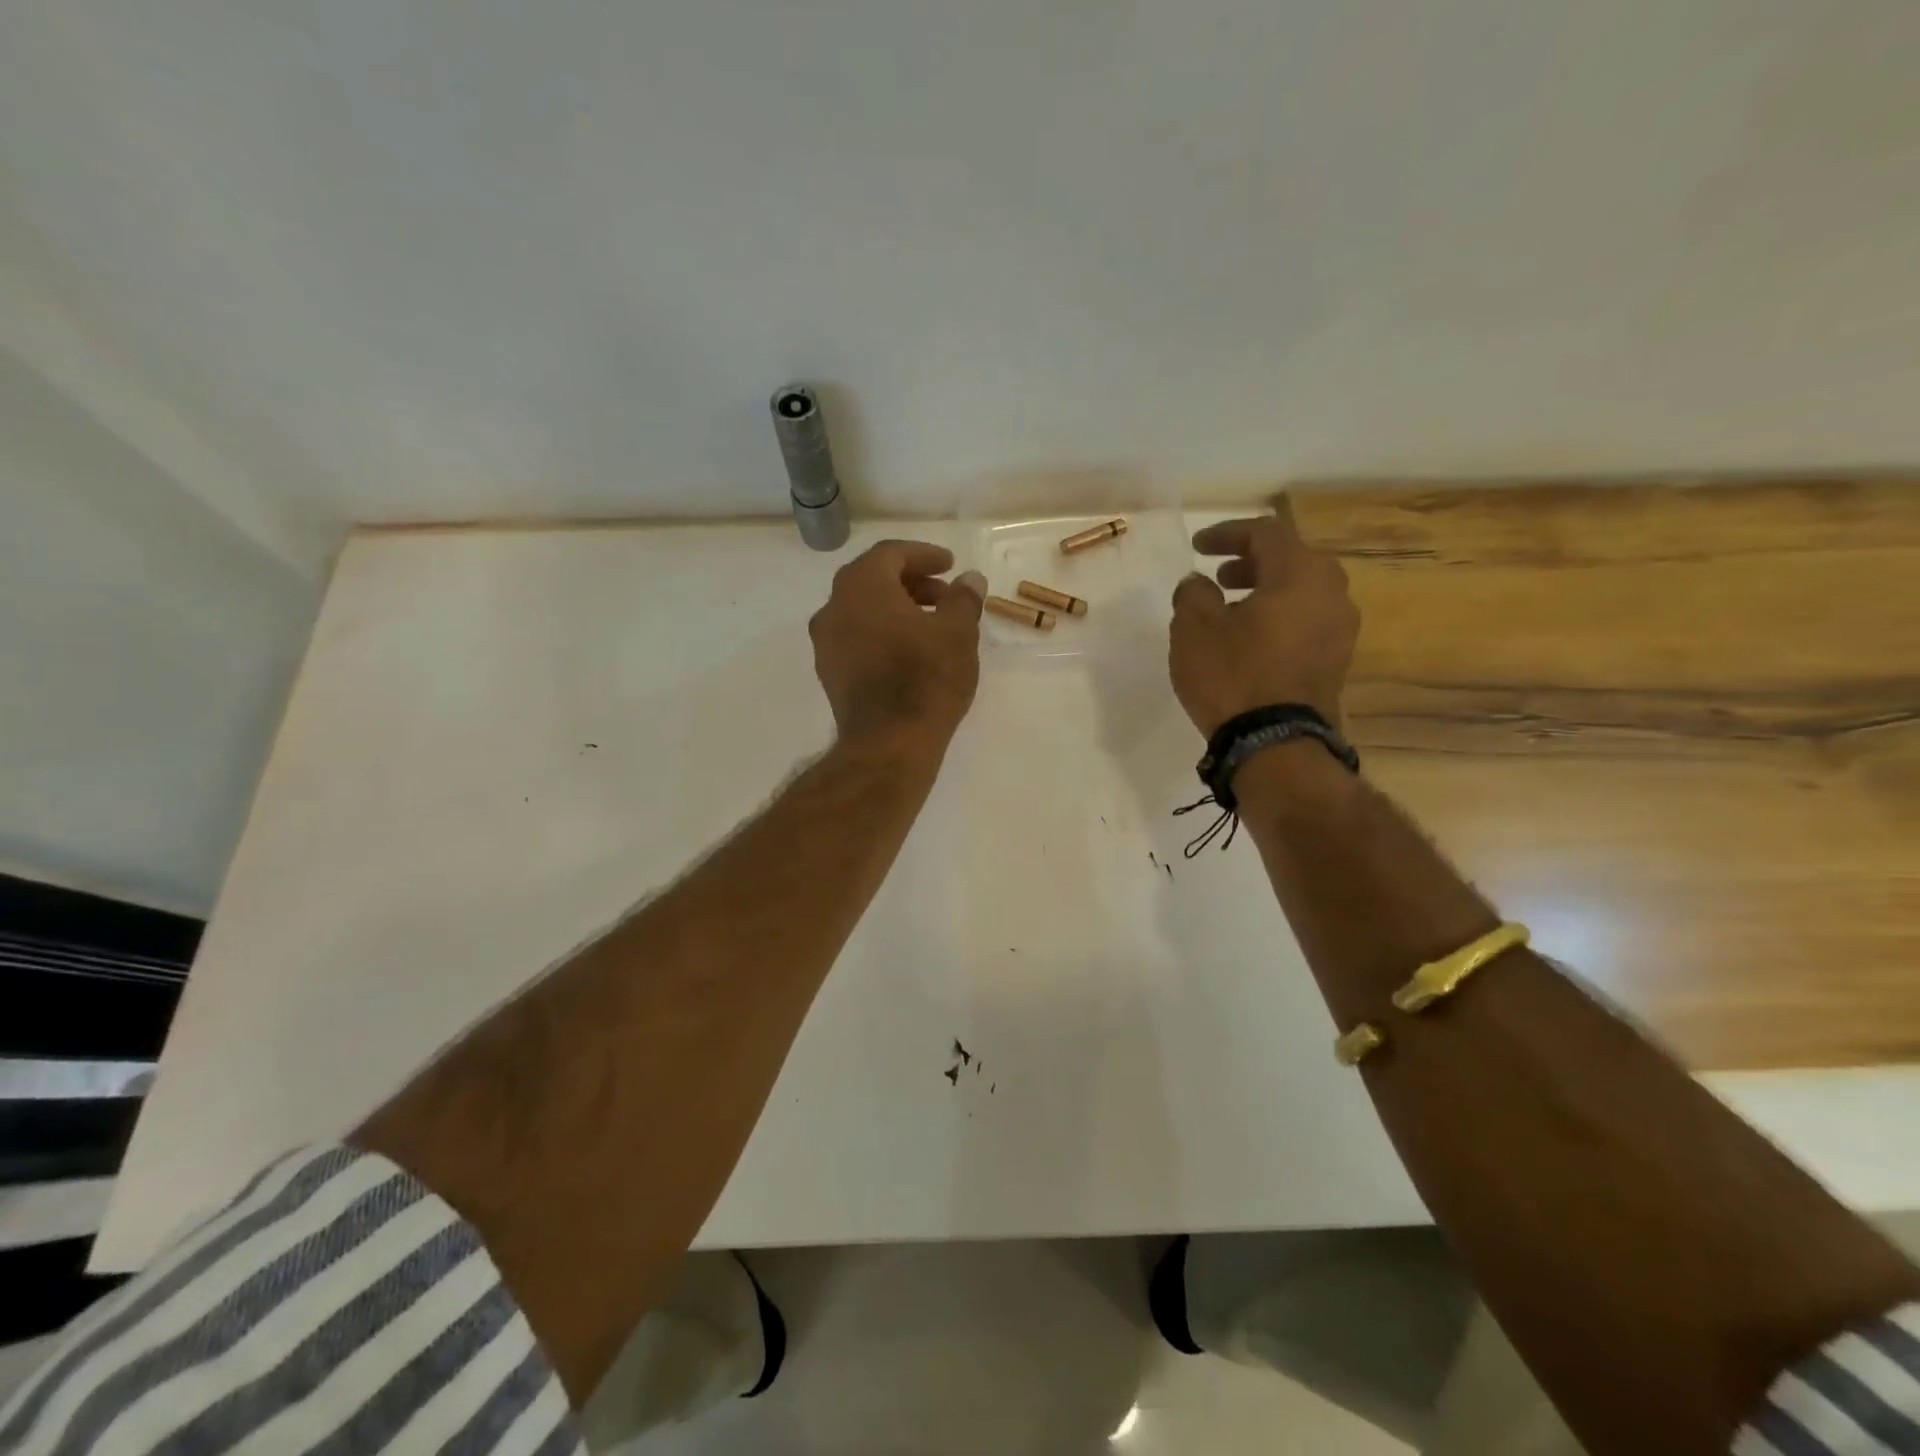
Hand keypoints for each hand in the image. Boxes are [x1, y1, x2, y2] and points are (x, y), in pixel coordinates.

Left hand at [809, 540, 985, 755]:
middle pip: (873, 579)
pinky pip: (857, 638)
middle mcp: (834, 607)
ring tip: (933, 626)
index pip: (891, 554)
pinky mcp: (829, 673)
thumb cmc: (926, 678)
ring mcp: (826, 643)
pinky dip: (882, 633)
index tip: (949, 565)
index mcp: (862, 586)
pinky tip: (910, 652)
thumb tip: (970, 580)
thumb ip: (963, 599)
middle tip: (945, 596)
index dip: (924, 555)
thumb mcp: (958, 633)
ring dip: (897, 609)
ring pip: (863, 610)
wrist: (889, 743)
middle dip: (912, 582)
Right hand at [1170, 500, 1359, 736]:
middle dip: (1251, 561)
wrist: (1275, 745)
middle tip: (1218, 575)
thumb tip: (1198, 584)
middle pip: (1291, 559)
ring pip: (1301, 591)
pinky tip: (1250, 637)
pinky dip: (1278, 616)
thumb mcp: (1193, 629)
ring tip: (1230, 607)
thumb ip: (1193, 593)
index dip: (1227, 534)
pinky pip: (1306, 621)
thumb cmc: (1232, 676)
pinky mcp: (1337, 661)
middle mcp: (1332, 592)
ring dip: (1265, 590)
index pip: (1265, 533)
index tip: (1197, 547)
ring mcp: (1341, 629)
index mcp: (1300, 573)